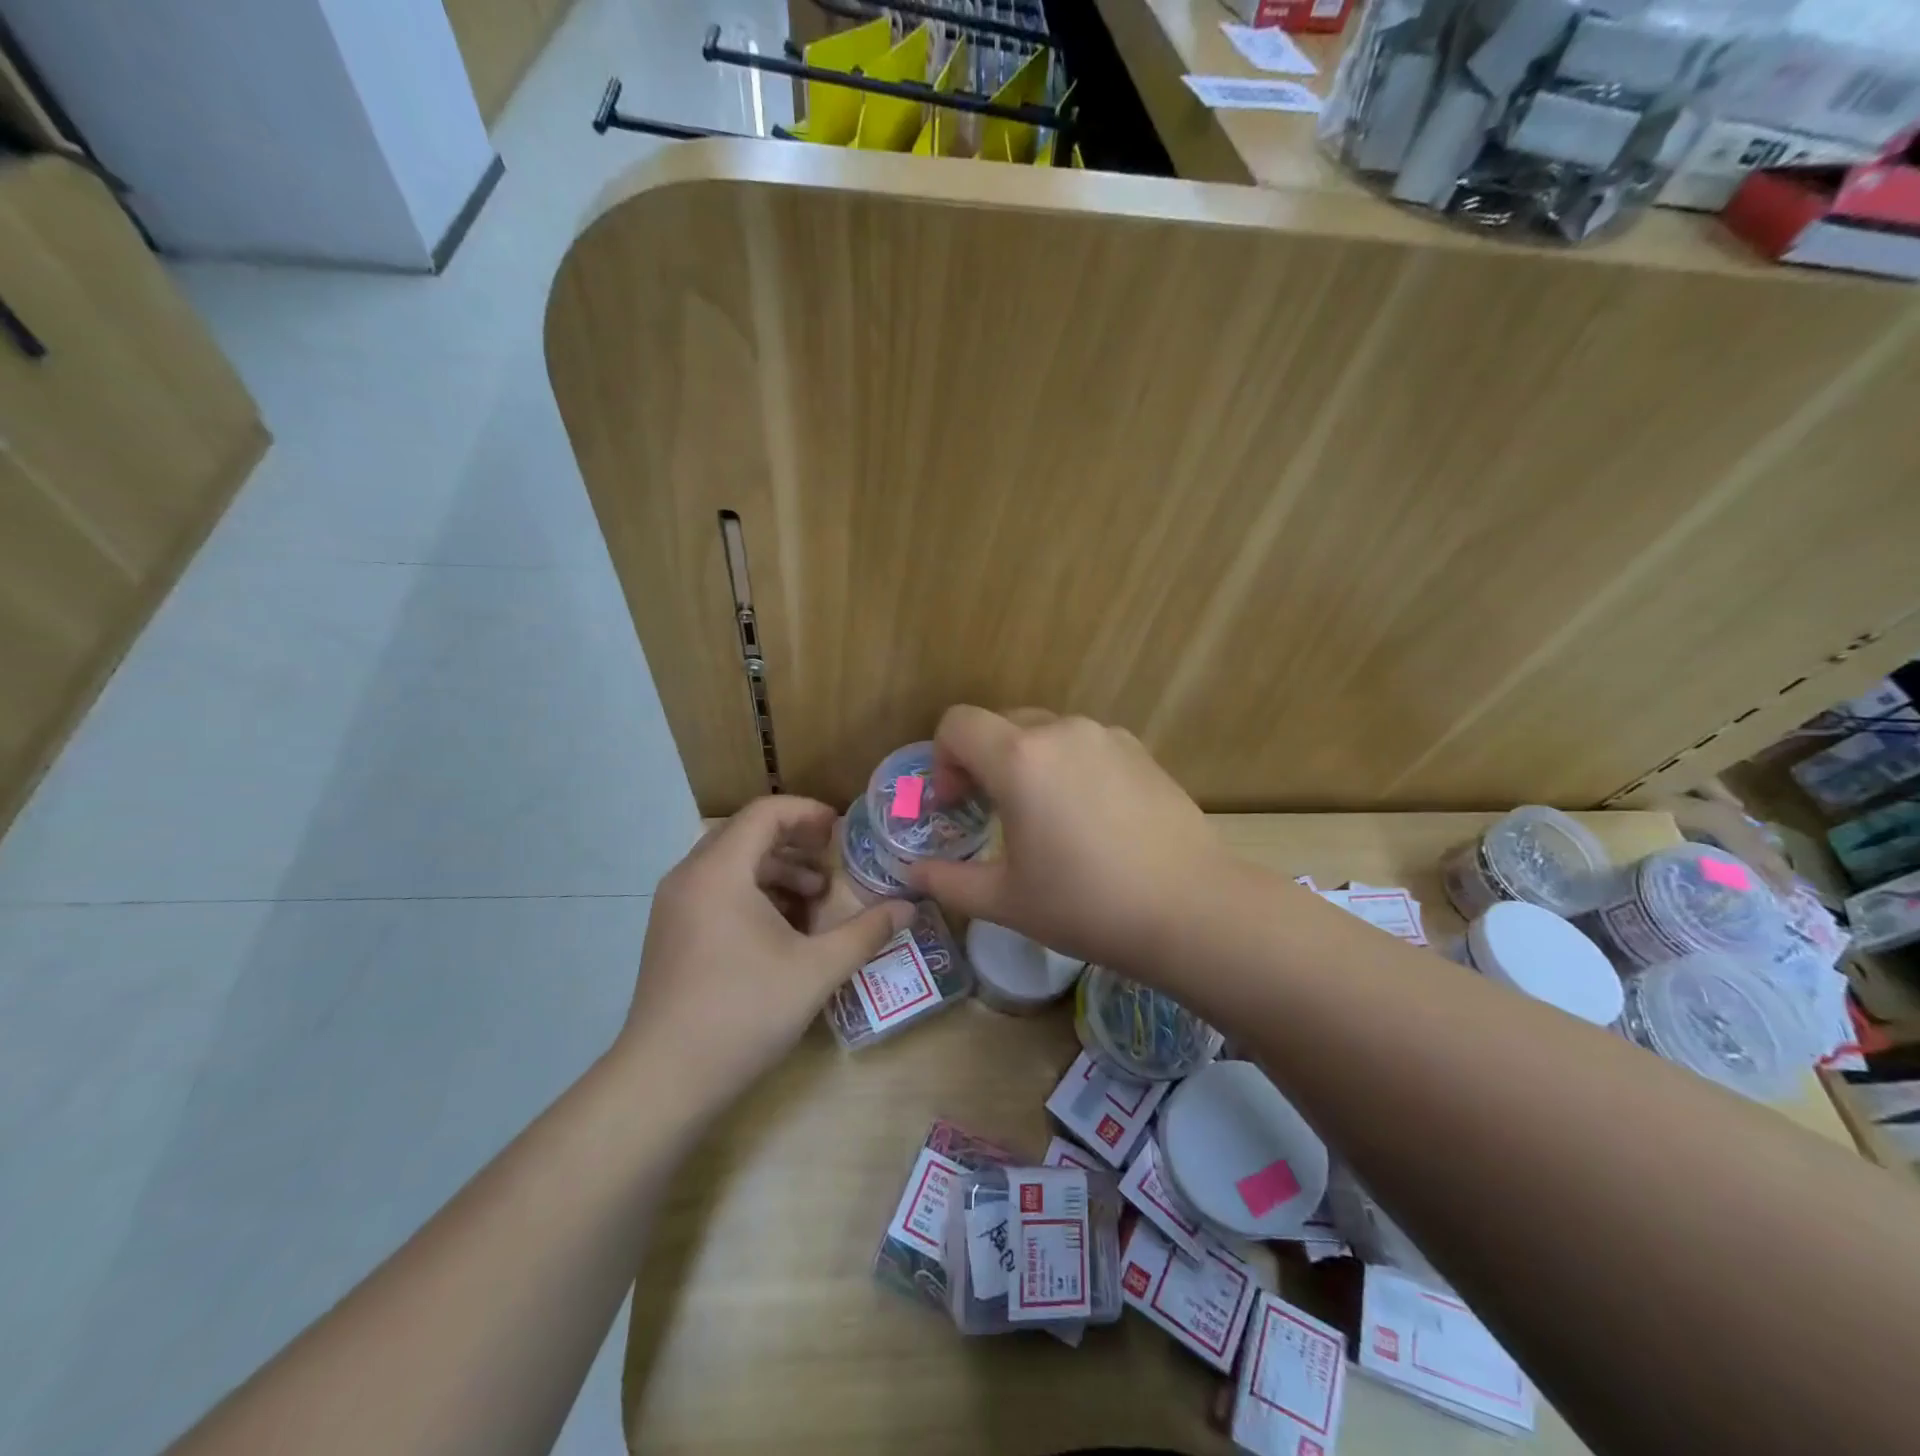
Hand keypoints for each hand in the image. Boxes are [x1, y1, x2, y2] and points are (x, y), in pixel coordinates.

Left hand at [620, 797, 911, 1103]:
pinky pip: (716, 890)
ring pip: (730, 864)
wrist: (664, 1080)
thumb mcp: (816, 970)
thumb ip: (866, 932)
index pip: (765, 813)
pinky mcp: (671, 933)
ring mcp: (674, 906)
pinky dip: (753, 893)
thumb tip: (909, 908)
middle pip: (746, 834)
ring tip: (816, 898)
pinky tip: (784, 928)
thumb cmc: (743, 1012)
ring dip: (776, 870)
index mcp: (719, 871)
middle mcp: (689, 877)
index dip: (808, 813)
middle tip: (833, 863)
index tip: (842, 831)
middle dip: (795, 843)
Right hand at [907, 707, 1227, 974]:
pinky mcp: (1140, 751)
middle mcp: (1061, 731)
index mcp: (1019, 758)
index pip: (957, 723)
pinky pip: (1085, 745)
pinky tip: (1090, 817)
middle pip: (1000, 724)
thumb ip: (948, 881)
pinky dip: (1069, 766)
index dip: (943, 759)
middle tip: (990, 812)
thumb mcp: (1005, 901)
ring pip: (1045, 733)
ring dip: (1027, 763)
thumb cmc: (1085, 905)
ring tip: (1044, 817)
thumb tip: (912, 874)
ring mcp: (1106, 736)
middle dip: (982, 761)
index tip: (955, 804)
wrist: (1190, 909)